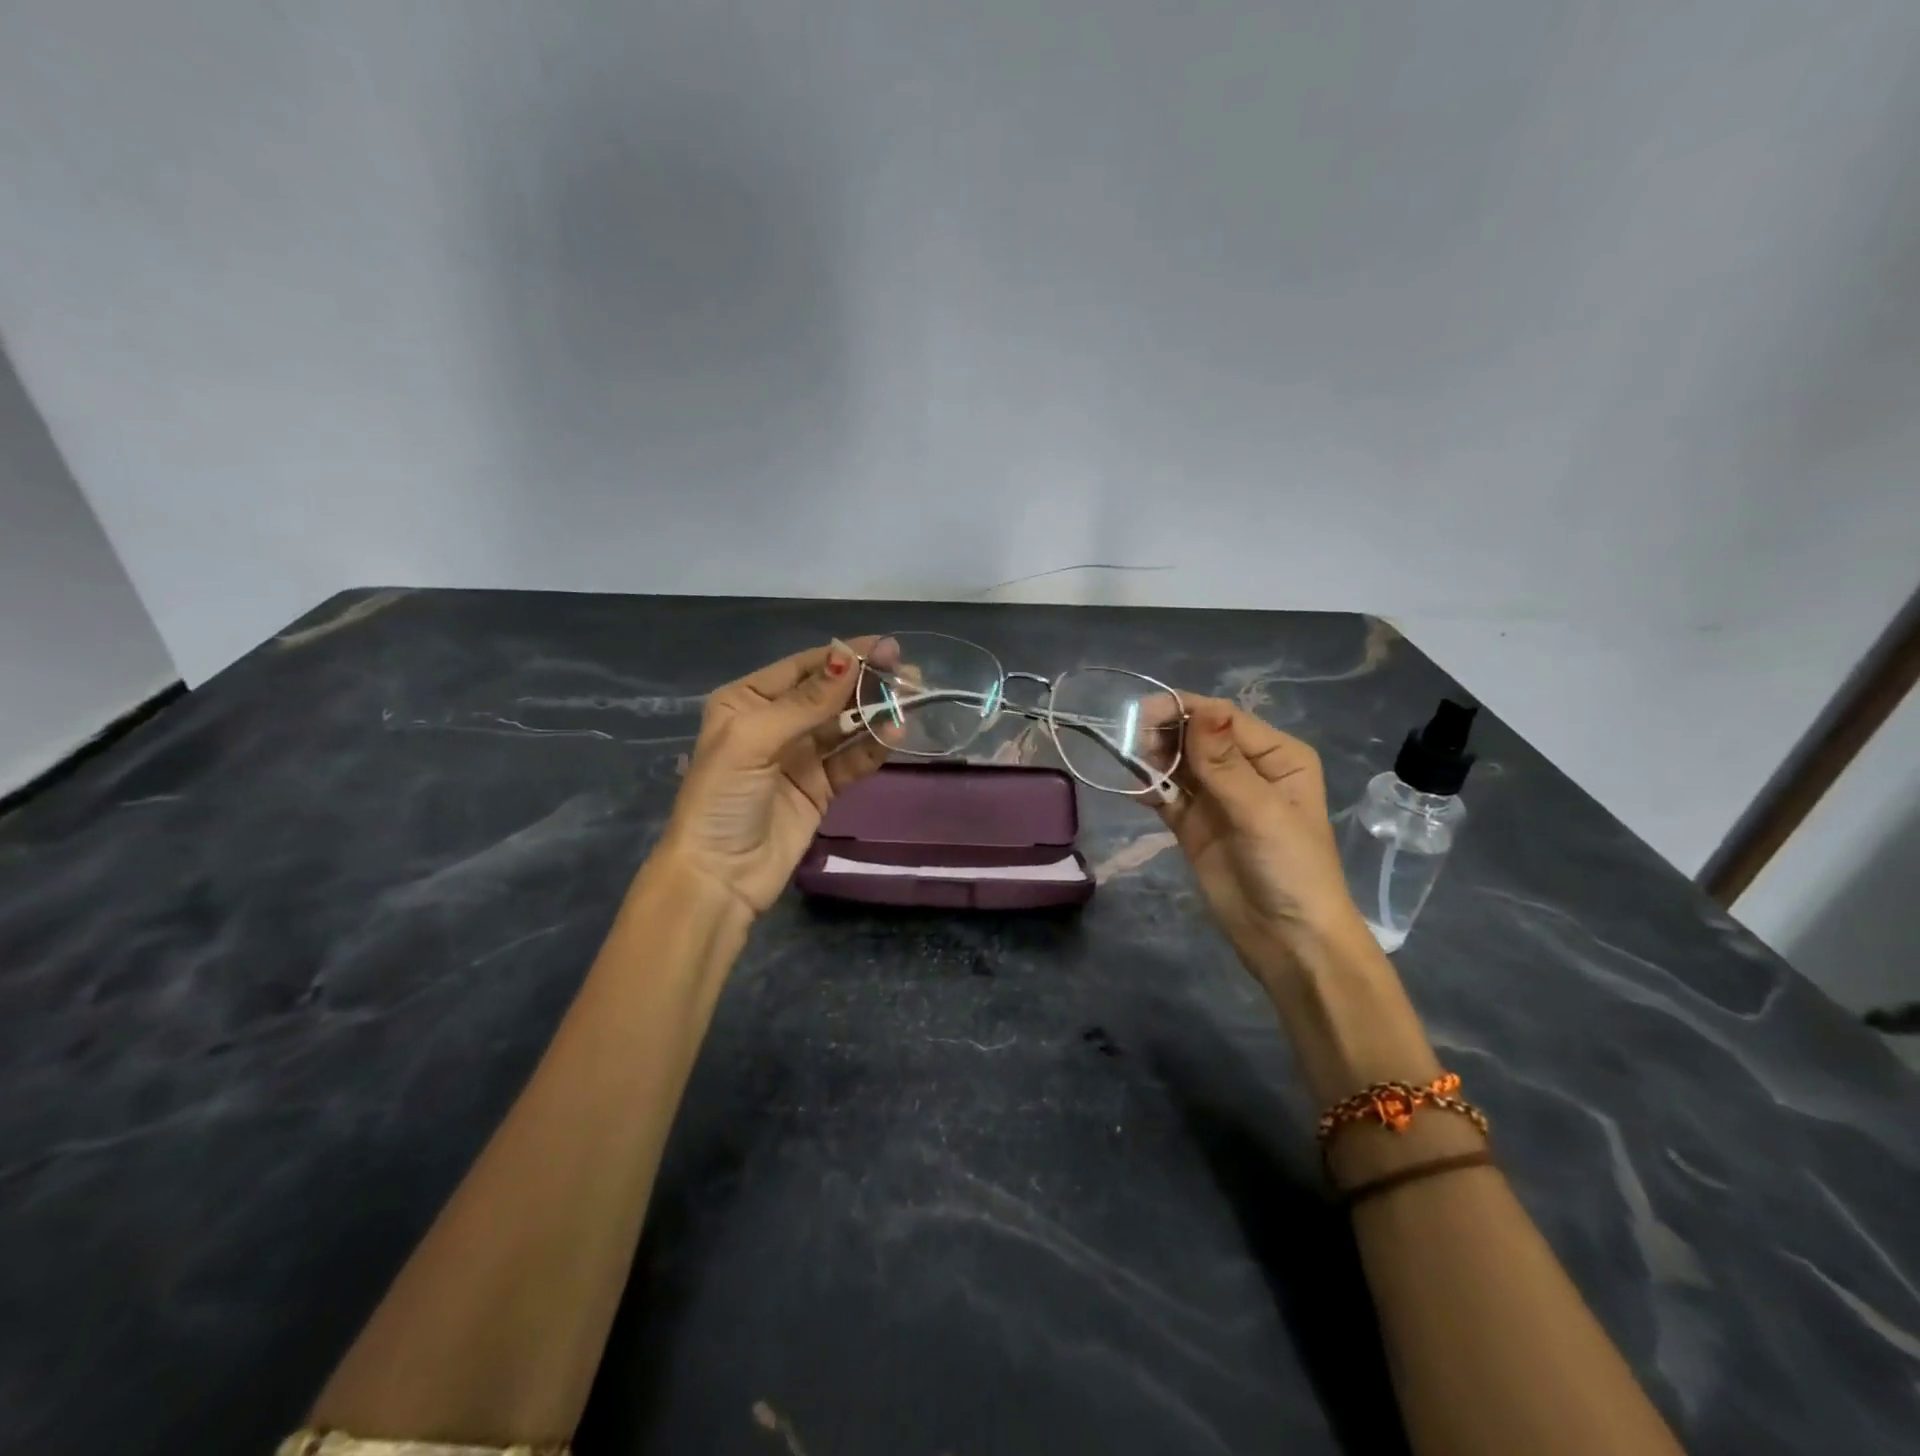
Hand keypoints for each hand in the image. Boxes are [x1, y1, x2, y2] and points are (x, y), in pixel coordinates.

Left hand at [657, 637, 898, 913]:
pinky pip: (851, 758)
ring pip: (845, 724)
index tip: (886, 647)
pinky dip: (873, 746)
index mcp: (746, 701)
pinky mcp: (820, 787)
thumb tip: (849, 658)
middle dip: (866, 682)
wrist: (719, 877)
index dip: (844, 656)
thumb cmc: (722, 799)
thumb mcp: (753, 740)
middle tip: (908, 674)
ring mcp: (799, 756)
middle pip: (829, 694)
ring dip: (875, 711)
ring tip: (911, 700)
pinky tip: (895, 734)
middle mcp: (774, 723)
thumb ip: (806, 702)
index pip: (803, 668)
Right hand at [1154, 696, 1368, 977]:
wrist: (1288, 940)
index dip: (1184, 712)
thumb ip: (1225, 763)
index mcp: (1275, 755)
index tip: (1142, 717)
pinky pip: (1165, 793)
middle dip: (1164, 734)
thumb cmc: (1290, 868)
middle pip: (1195, 735)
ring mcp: (1216, 796)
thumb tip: (1202, 709)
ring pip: (1177, 762)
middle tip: (1133, 746)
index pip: (1222, 718)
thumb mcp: (1261, 812)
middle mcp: (1245, 768)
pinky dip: (1147, 787)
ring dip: (1152, 759)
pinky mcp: (1192, 822)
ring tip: (1131, 766)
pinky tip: (1130, 786)